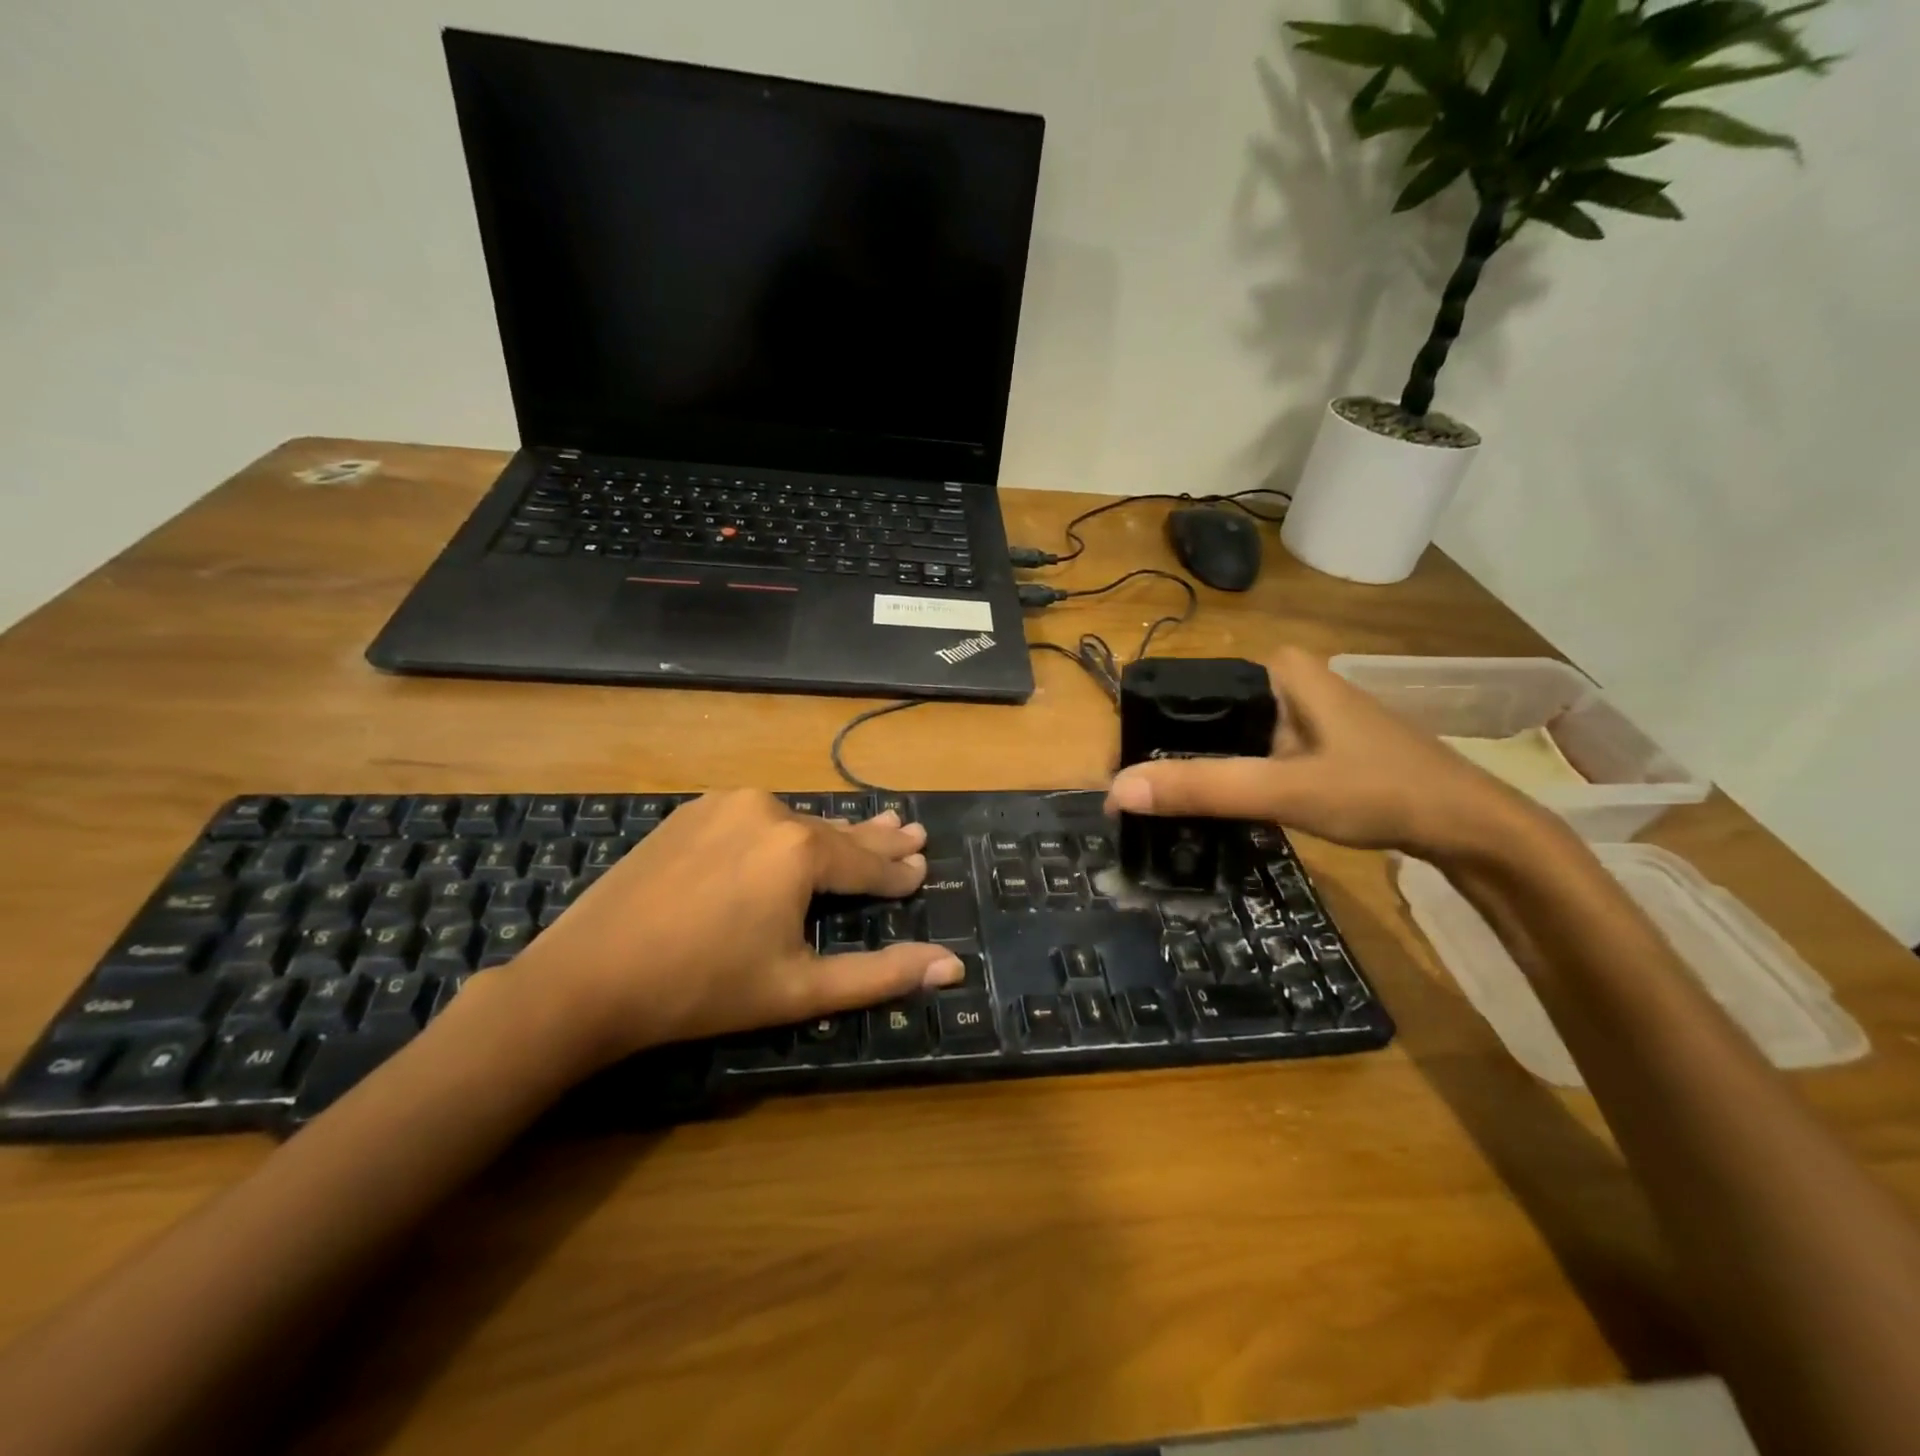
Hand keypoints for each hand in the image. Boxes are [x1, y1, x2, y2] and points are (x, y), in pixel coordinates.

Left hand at [508, 791, 964, 1070]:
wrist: (587, 977)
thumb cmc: (703, 989)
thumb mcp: (800, 988)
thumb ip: (882, 974)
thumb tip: (954, 966)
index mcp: (801, 849)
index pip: (866, 862)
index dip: (897, 872)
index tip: (923, 866)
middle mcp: (769, 810)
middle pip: (836, 831)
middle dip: (877, 838)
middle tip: (913, 830)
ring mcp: (726, 804)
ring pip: (797, 822)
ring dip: (832, 833)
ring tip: (870, 828)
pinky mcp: (693, 811)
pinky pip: (757, 818)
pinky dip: (785, 829)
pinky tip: (795, 835)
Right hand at [1104, 647, 1547, 861]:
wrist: (1467, 827)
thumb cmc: (1379, 791)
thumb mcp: (1283, 789)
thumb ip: (1202, 788)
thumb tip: (1116, 792)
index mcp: (1276, 668)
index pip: (1187, 692)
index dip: (1149, 733)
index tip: (1122, 777)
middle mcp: (1285, 679)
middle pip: (1204, 717)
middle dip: (1170, 755)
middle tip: (1136, 799)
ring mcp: (1301, 712)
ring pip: (1227, 738)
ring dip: (1198, 769)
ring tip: (1160, 805)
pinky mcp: (1312, 742)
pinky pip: (1251, 754)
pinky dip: (1230, 778)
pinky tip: (1215, 805)